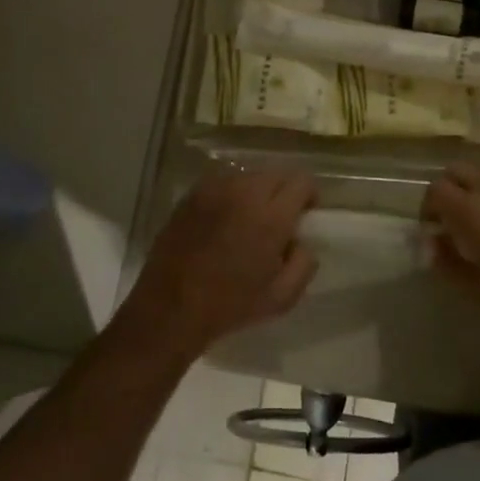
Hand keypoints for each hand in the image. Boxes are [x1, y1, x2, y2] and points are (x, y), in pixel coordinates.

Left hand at [122, 169, 317, 357]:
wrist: (170, 307)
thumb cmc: (229, 305)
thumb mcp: (282, 297)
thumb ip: (303, 263)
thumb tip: (301, 241)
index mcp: (271, 216)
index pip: (301, 182)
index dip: (309, 195)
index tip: (305, 214)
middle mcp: (244, 192)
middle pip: (276, 173)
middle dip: (284, 191)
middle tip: (279, 218)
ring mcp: (214, 190)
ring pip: (248, 175)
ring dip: (257, 191)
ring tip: (249, 218)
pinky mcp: (191, 195)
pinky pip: (222, 183)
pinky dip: (231, 194)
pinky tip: (224, 219)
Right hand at [423, 162, 479, 338]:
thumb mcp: (478, 289)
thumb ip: (446, 262)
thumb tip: (432, 242)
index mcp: (470, 211)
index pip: (435, 190)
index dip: (429, 207)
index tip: (435, 227)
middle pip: (456, 171)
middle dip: (450, 191)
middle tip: (456, 218)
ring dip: (478, 187)